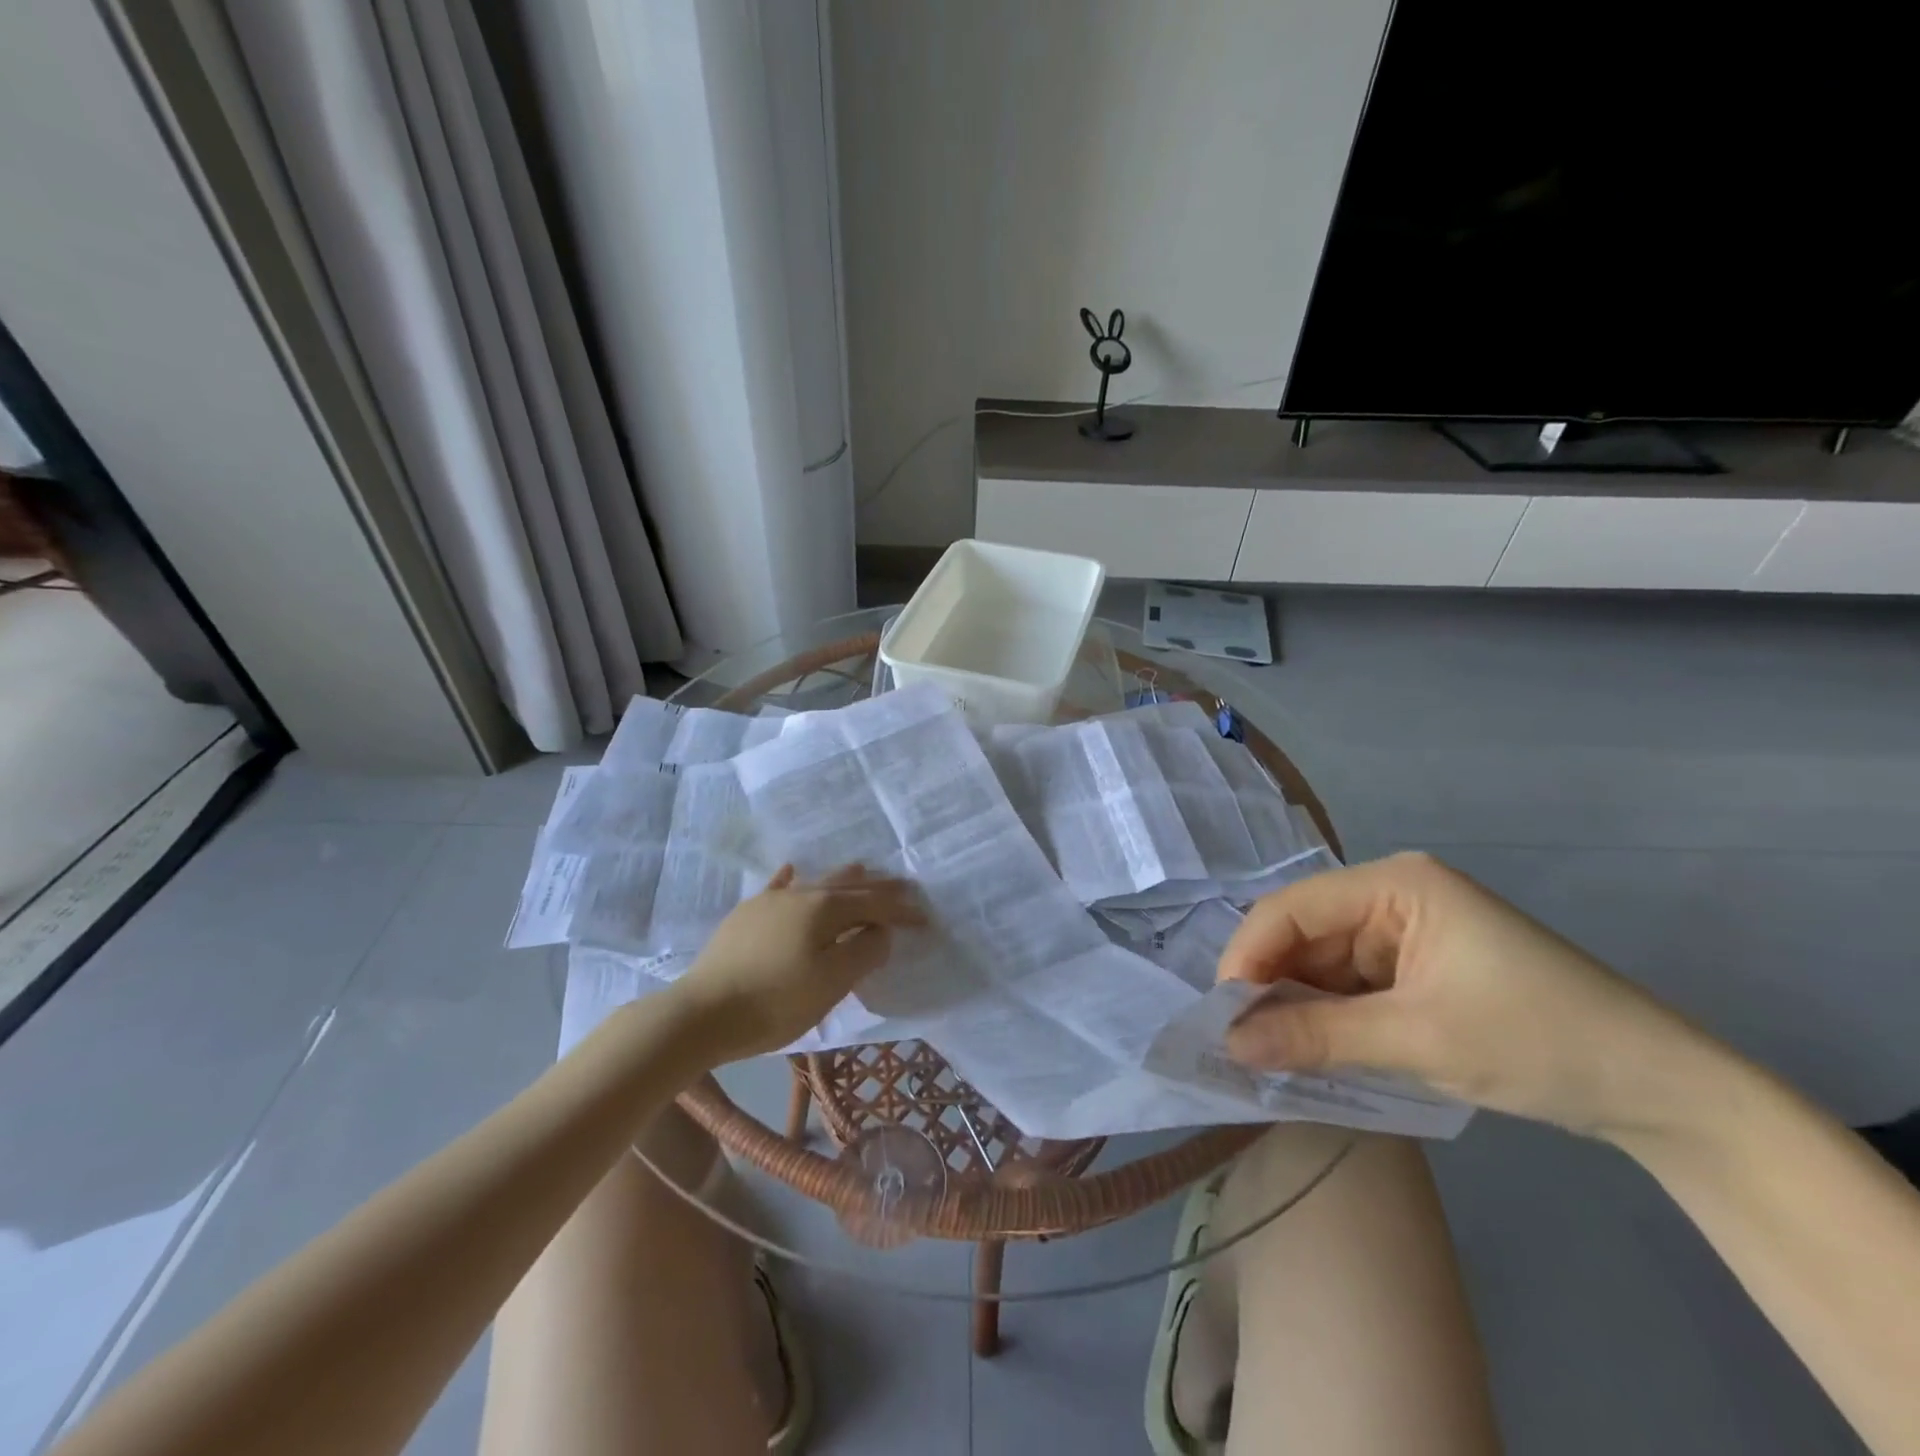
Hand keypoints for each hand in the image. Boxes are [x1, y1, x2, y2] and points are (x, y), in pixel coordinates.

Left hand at [672, 865, 926, 1062]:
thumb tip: (881, 931)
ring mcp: (769, 901)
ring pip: (816, 882)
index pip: (874, 904)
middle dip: (878, 887)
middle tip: (903, 885)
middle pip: (847, 885)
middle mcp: (800, 894)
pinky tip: (793, 870)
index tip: (924, 918)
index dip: (901, 910)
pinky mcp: (746, 915)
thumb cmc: (774, 1002)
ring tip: (861, 870)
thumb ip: (863, 953)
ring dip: (843, 879)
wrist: (701, 1013)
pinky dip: (793, 879)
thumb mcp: (830, 983)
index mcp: (824, 909)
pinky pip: (778, 888)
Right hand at [1219, 852, 1720, 1137]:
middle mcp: (1392, 896)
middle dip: (1269, 984)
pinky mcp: (1417, 966)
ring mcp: (1405, 930)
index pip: (1293, 908)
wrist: (1664, 1092)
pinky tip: (1310, 1047)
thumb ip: (1315, 1036)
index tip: (1222, 1015)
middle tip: (1239, 1041)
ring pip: (1322, 961)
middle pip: (1303, 933)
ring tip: (1266, 1051)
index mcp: (1395, 885)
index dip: (1248, 955)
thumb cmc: (1539, 1042)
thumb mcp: (1417, 1040)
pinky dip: (1327, 1014)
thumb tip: (1228, 1045)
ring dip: (1295, 1003)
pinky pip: (1350, 983)